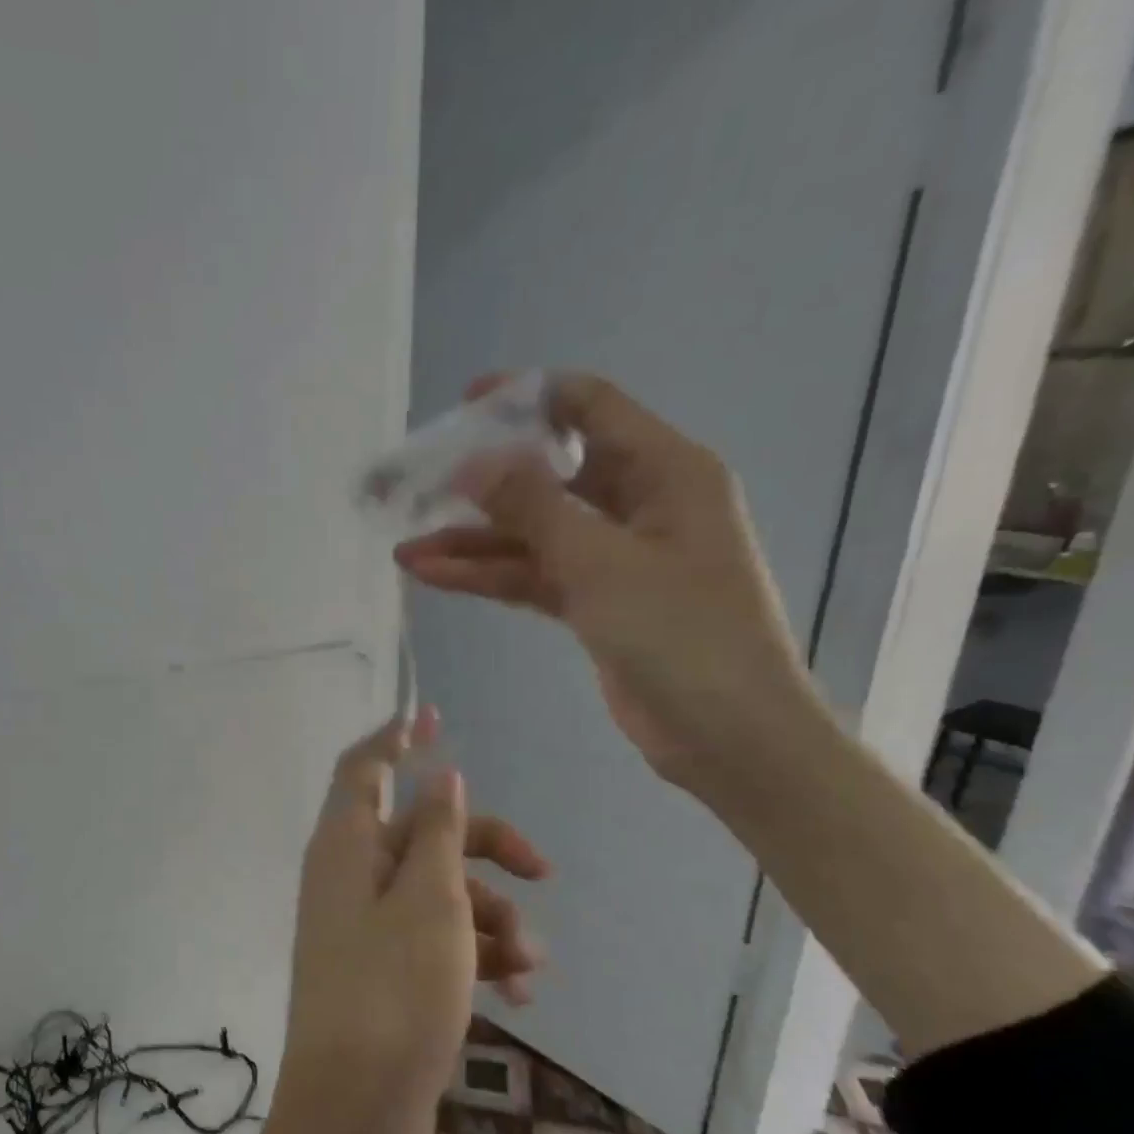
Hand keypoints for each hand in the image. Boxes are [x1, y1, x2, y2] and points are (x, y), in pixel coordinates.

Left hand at [269, 708, 547, 1133]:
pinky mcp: (385, 973)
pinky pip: (437, 941)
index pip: (364, 769)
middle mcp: (349, 878)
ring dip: (493, 916)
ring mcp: (366, 928)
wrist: (355, 1111)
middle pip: (422, 833)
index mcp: (345, 847)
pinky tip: (523, 992)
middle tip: (544, 867)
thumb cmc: (394, 991)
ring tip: (530, 963)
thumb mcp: (430, 901)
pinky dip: (478, 955)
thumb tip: (440, 776)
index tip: (436, 717)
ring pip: (439, 892)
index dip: (397, 739)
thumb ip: (437, 833)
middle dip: (486, 845)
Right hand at [395, 373, 822, 792]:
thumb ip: (533, 507)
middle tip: (415, 487)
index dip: (526, 398)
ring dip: (472, 541)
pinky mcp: (595, 603)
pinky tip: (434, 575)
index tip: (463, 406)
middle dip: (481, 483)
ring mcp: (613, 557)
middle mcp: (639, 503)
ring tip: (405, 548)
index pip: (588, 407)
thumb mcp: (602, 562)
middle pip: (547, 475)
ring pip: (532, 534)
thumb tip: (474, 462)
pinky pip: (533, 576)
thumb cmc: (683, 634)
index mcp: (664, 470)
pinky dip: (488, 576)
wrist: (728, 735)